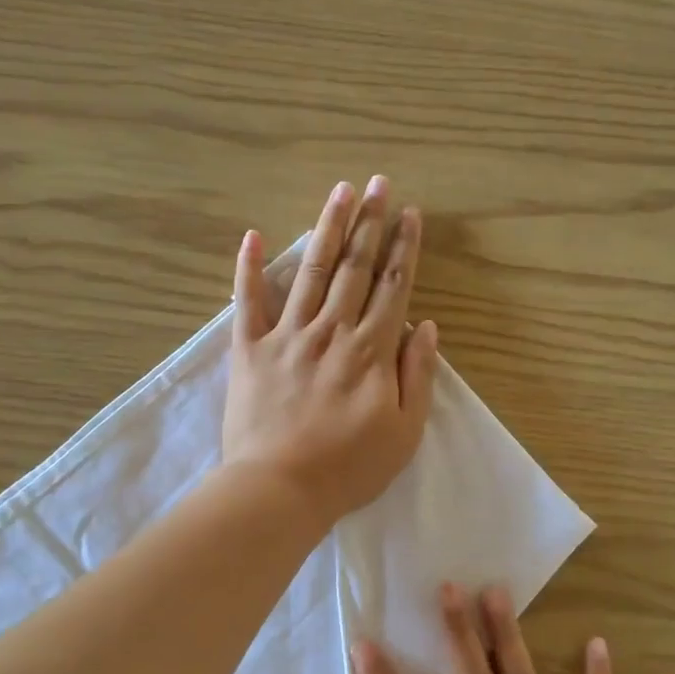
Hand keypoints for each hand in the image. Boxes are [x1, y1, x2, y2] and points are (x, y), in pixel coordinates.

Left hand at [223, 177, 437, 525]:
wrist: (279, 489)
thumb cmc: (349, 468)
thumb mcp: (405, 432)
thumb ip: (418, 376)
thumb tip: (426, 328)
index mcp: (372, 351)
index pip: (393, 288)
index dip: (403, 249)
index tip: (410, 214)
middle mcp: (331, 331)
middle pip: (355, 268)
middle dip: (370, 222)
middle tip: (379, 183)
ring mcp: (287, 336)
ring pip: (312, 271)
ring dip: (328, 228)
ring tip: (340, 191)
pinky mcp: (249, 350)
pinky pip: (248, 301)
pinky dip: (249, 267)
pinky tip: (254, 234)